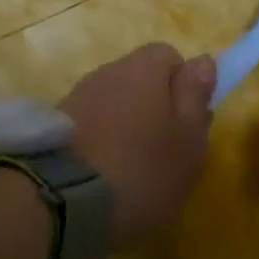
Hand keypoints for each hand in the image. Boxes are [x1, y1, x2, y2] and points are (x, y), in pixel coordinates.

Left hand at [61, 44, 215, 246]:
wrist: (62, 202)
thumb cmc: (142, 170)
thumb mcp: (188, 142)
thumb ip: (196, 98)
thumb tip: (203, 62)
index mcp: (144, 69)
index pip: (170, 56)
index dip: (183, 86)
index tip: (187, 123)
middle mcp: (107, 72)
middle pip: (139, 79)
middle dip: (154, 107)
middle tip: (165, 151)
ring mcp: (76, 97)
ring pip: (114, 102)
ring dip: (126, 125)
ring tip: (132, 168)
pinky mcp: (55, 126)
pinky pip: (91, 123)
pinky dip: (101, 141)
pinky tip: (104, 174)